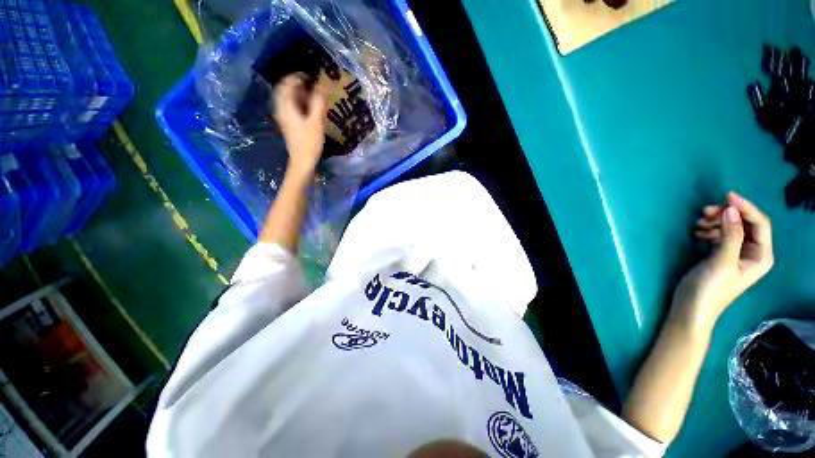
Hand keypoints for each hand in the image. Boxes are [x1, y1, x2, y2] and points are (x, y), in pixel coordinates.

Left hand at [273, 73, 326, 180]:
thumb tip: (322, 85)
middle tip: (312, 83)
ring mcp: (284, 117)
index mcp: (286, 106)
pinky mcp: (288, 124)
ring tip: (313, 94)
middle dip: (297, 83)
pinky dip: (299, 102)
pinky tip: (310, 107)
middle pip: (285, 89)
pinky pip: (291, 106)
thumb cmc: (309, 143)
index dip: (298, 76)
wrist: (302, 161)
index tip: (312, 75)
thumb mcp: (316, 122)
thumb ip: (319, 103)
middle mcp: (281, 108)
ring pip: (288, 98)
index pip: (287, 83)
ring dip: (299, 93)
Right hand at [672, 192, 773, 329]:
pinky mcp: (722, 256)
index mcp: (761, 256)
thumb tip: (730, 209)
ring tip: (699, 222)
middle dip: (728, 214)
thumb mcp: (722, 262)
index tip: (726, 195)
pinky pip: (722, 235)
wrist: (691, 309)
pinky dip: (711, 230)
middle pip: (747, 224)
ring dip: (717, 221)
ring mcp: (737, 254)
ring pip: (733, 228)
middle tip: (705, 211)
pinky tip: (699, 232)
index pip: (760, 224)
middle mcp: (753, 253)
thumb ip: (730, 235)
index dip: (745, 207)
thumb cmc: (710, 289)